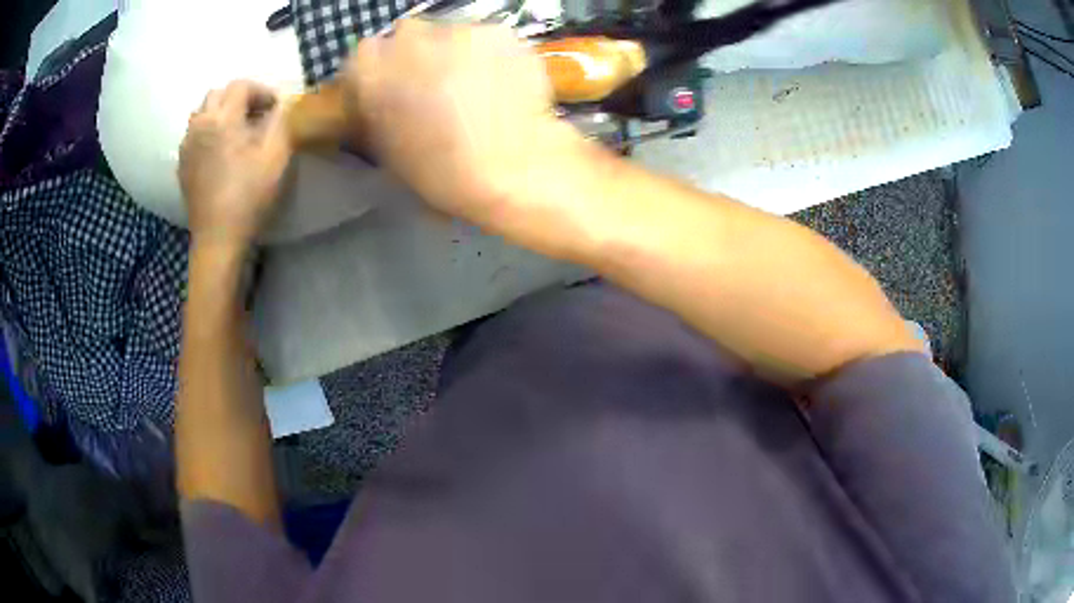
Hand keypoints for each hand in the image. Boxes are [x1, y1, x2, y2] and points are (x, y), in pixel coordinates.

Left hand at [179, 80, 292, 247]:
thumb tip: (280, 107)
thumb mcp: (276, 155)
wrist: (218, 237)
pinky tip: (219, 151)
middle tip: (255, 115)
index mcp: (222, 118)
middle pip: (217, 93)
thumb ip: (281, 122)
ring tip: (235, 131)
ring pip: (202, 113)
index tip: (275, 107)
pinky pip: (194, 135)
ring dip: (220, 113)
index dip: (261, 91)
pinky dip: (208, 132)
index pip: (241, 86)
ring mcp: (187, 146)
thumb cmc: (249, 195)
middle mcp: (199, 125)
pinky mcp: (182, 165)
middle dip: (238, 97)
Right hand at [340, 20, 585, 227]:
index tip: (390, 85)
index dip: (378, 70)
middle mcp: (410, 39)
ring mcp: (457, 31)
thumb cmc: (442, 174)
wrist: (512, 172)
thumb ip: (376, 107)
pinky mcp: (498, 32)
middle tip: (433, 85)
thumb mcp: (388, 147)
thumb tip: (377, 93)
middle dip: (414, 56)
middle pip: (405, 35)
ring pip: (446, 33)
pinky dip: (485, 55)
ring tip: (470, 86)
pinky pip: (483, 38)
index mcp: (373, 72)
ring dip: (451, 52)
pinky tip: (496, 82)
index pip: (364, 54)